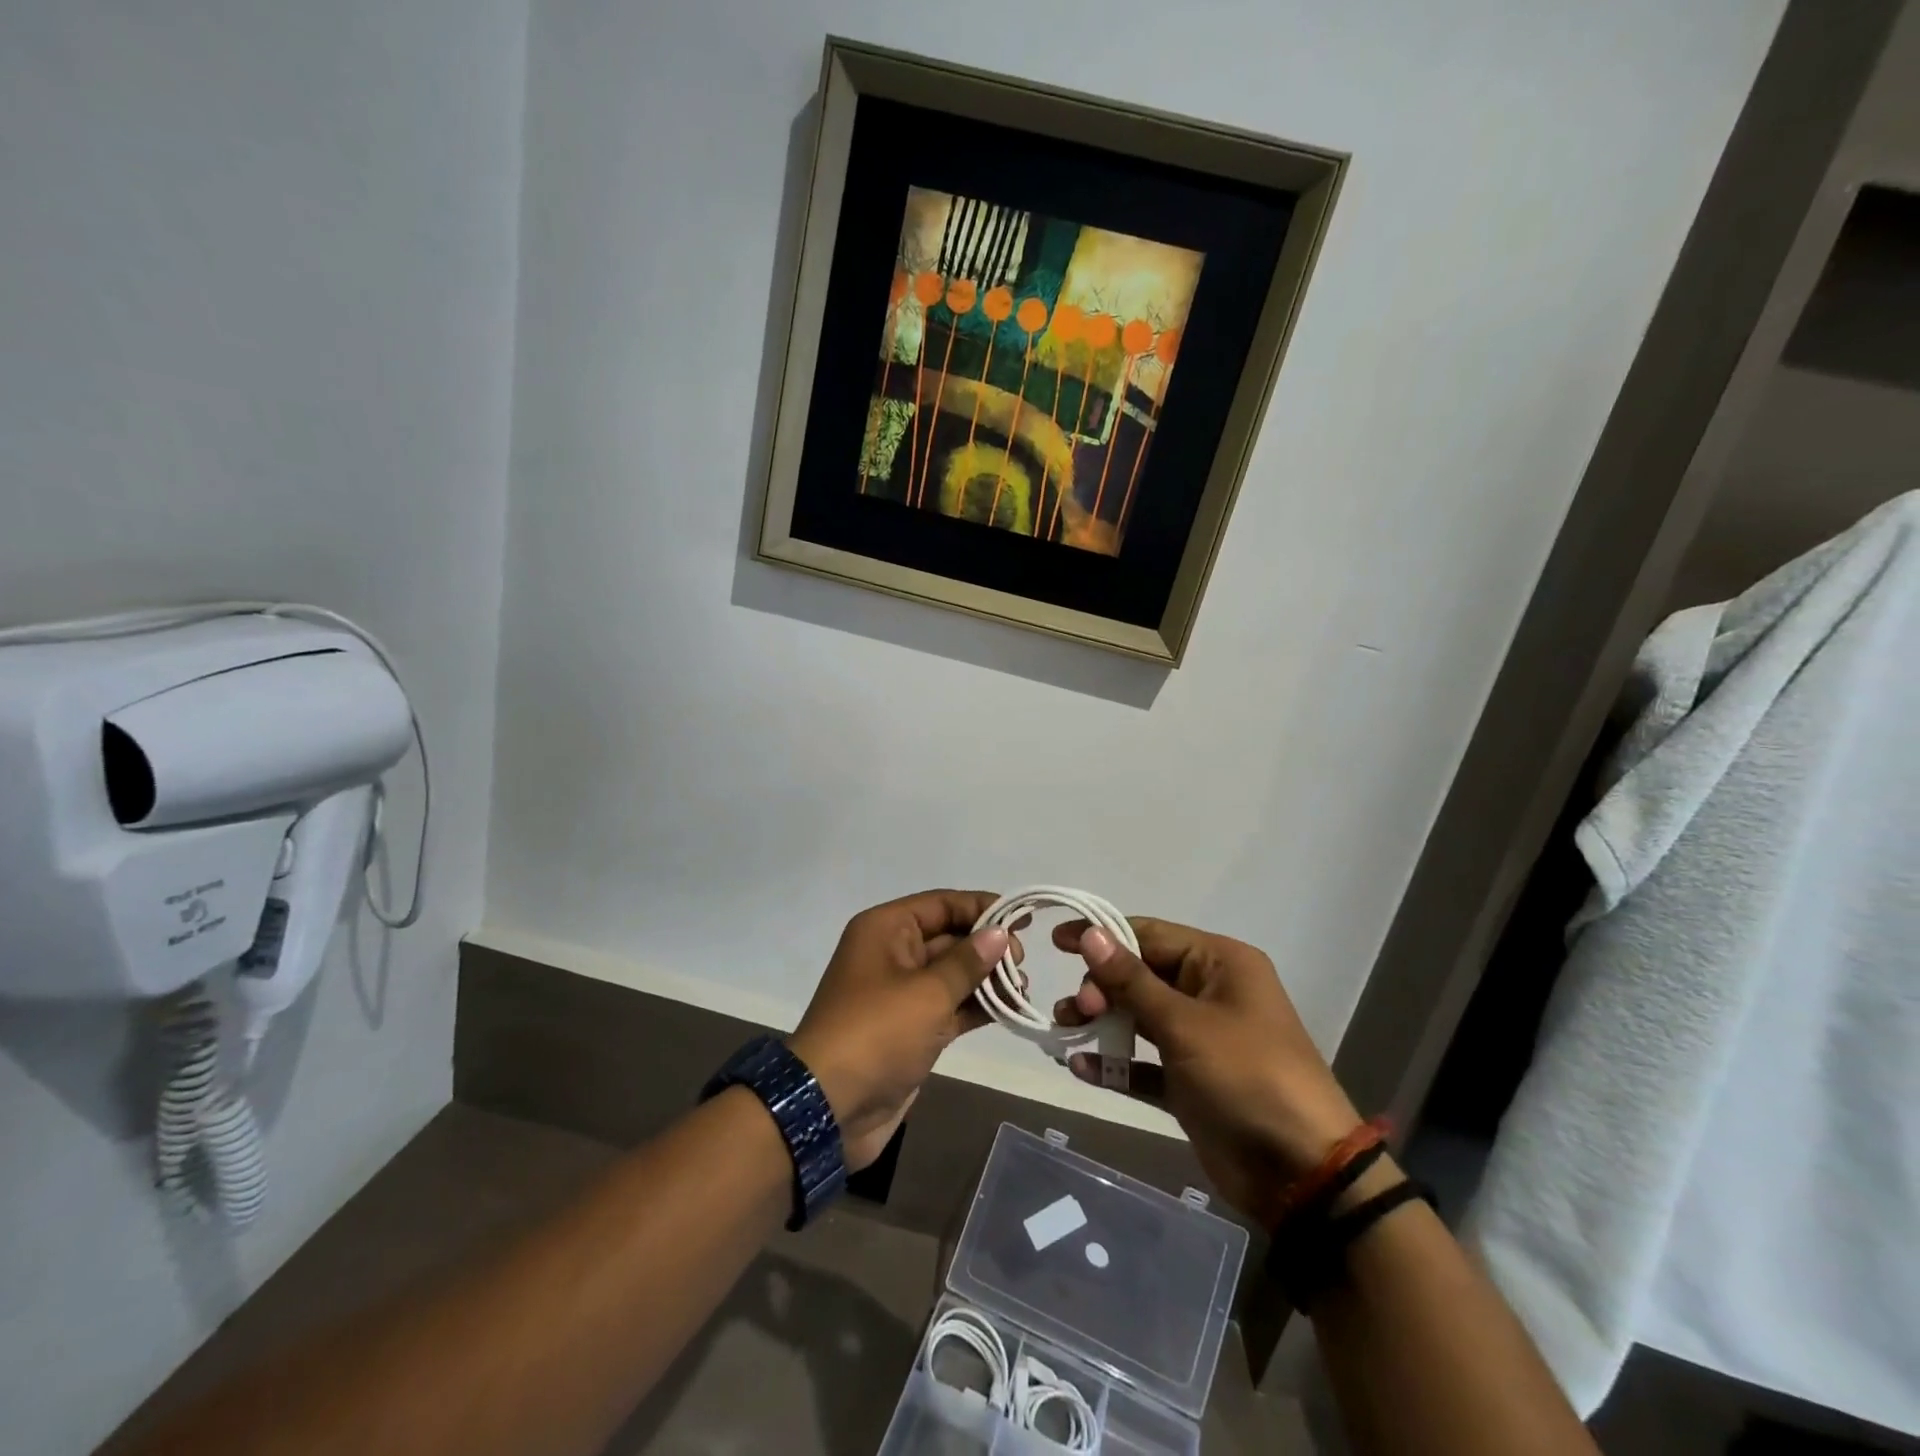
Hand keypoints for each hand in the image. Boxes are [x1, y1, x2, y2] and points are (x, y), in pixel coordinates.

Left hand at [788, 889, 1019, 1169]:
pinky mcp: (911, 1028)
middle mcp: (893, 953)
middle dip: (987, 946)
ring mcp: (902, 993)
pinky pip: (950, 1005)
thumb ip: (967, 961)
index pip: (941, 904)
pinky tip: (1009, 1008)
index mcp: (887, 929)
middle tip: (1022, 963)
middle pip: (949, 937)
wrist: (830, 1107)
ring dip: (986, 978)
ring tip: (1023, 987)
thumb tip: (1000, 933)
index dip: (982, 907)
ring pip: (952, 974)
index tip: (1022, 918)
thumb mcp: (927, 992)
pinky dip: (976, 1005)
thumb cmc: (877, 1033)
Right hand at [1053, 918, 1361, 1221]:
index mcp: (1219, 963)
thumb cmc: (1246, 1076)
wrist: (1300, 1173)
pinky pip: (1143, 1063)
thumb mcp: (1184, 1023)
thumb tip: (1091, 935)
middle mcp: (1209, 992)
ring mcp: (1199, 1039)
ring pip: (1138, 1017)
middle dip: (1101, 986)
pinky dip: (1115, 1064)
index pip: (1149, 935)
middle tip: (1075, 1008)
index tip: (1056, 942)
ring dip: (1101, 1022)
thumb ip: (1131, 980)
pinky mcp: (1189, 1081)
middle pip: (1140, 975)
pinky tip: (1080, 1067)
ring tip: (1064, 1029)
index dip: (1102, 935)